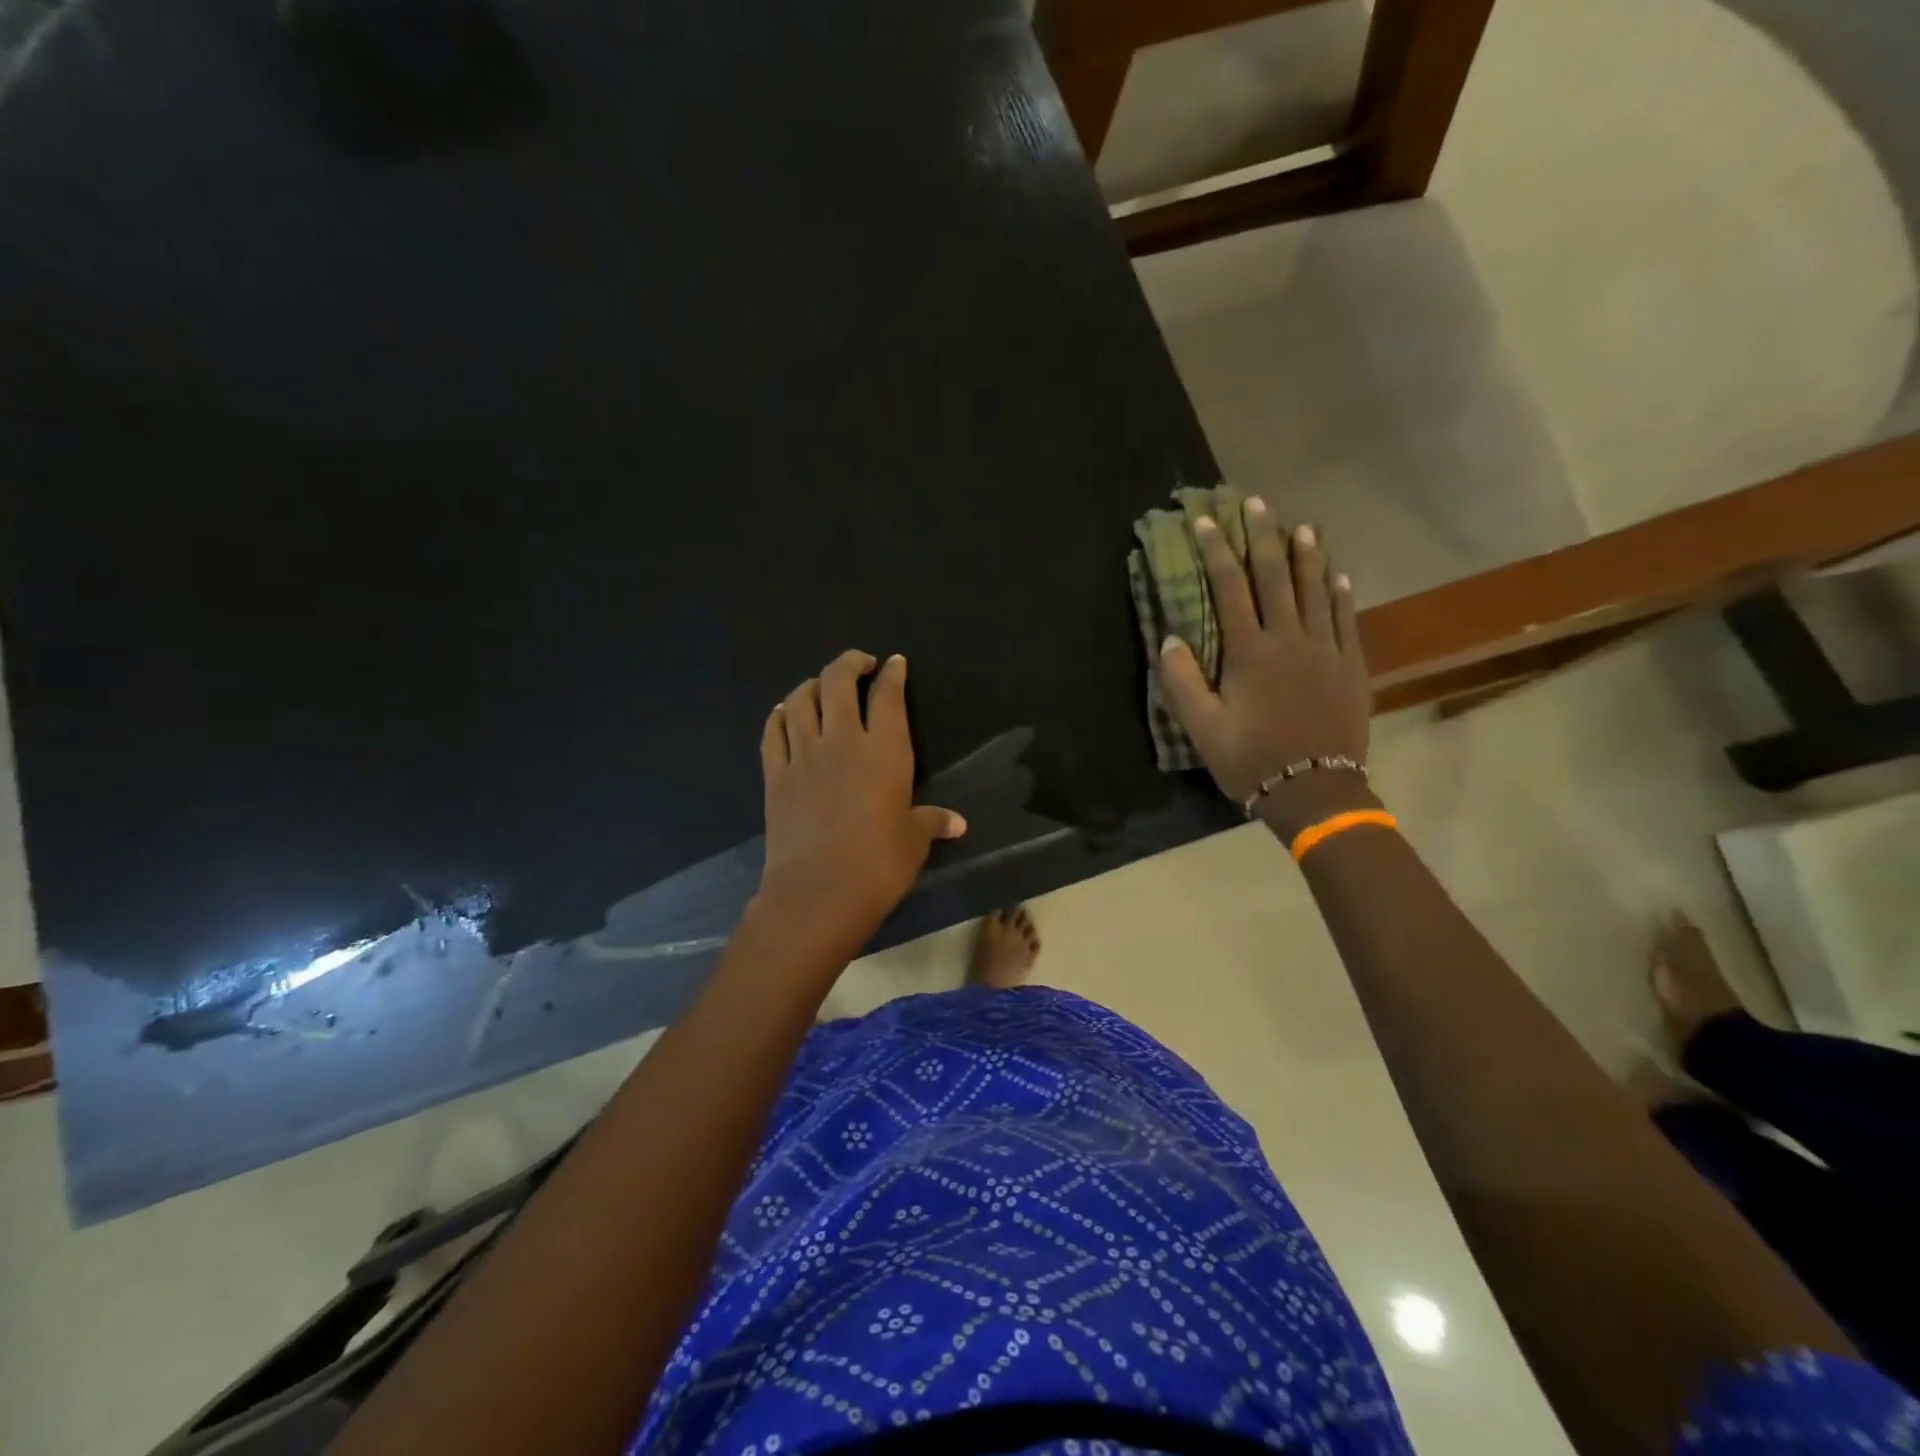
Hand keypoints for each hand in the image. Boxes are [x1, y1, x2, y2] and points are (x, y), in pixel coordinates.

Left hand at [755, 650, 966, 953]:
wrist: (819, 893)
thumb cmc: (879, 865)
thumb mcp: (913, 842)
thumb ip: (932, 822)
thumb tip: (958, 824)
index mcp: (885, 751)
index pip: (888, 696)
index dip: (892, 674)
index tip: (894, 663)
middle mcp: (843, 741)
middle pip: (838, 682)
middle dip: (849, 663)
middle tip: (860, 664)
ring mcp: (804, 755)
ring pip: (801, 699)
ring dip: (812, 683)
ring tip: (821, 685)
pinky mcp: (775, 775)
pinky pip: (773, 732)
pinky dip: (780, 715)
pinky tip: (786, 713)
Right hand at [1158, 500, 1372, 836]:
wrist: (1314, 790)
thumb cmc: (1250, 759)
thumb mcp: (1202, 727)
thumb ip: (1183, 681)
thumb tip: (1171, 639)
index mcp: (1250, 652)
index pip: (1230, 588)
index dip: (1217, 552)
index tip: (1206, 521)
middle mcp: (1290, 639)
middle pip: (1277, 577)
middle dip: (1264, 537)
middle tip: (1257, 504)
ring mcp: (1326, 650)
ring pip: (1316, 590)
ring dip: (1308, 555)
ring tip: (1302, 525)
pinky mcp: (1351, 666)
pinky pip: (1345, 618)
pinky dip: (1339, 592)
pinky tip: (1337, 574)